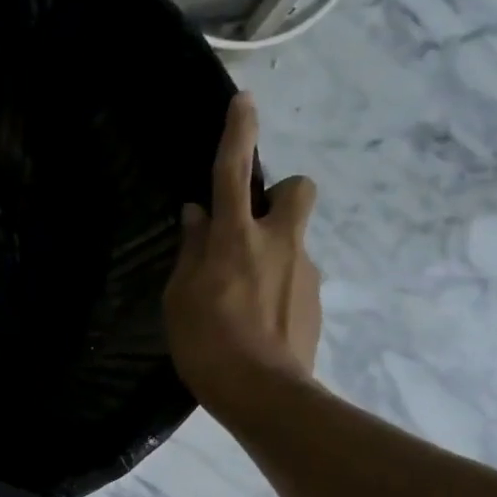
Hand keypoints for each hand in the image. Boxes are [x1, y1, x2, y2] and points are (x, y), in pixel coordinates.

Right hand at [163, 93, 321, 412]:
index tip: (244, 102)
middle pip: (297, 189)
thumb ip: (191, 251)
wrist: (264, 394)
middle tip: (252, 226)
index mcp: (235, 238)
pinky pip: (296, 275)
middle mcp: (278, 242)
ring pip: (294, 238)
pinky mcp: (316, 299)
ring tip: (243, 296)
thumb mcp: (180, 297)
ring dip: (272, 250)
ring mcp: (304, 270)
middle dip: (280, 194)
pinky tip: (259, 321)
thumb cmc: (207, 343)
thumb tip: (197, 216)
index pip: (233, 172)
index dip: (238, 134)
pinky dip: (279, 285)